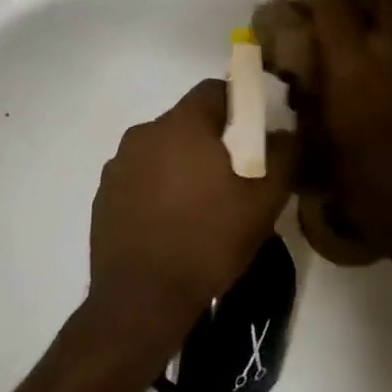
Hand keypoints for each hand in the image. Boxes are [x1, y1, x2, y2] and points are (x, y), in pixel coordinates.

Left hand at [89, 79, 295, 343]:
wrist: (141, 302)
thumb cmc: (208, 242)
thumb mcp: (264, 202)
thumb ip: (285, 156)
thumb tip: (289, 133)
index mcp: (181, 124)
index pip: (214, 90)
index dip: (240, 104)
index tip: (256, 133)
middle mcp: (144, 134)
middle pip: (187, 120)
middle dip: (213, 139)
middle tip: (237, 173)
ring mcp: (117, 166)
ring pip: (162, 150)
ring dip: (183, 164)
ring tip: (204, 203)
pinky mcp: (103, 197)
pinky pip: (140, 177)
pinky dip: (158, 188)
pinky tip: (173, 223)